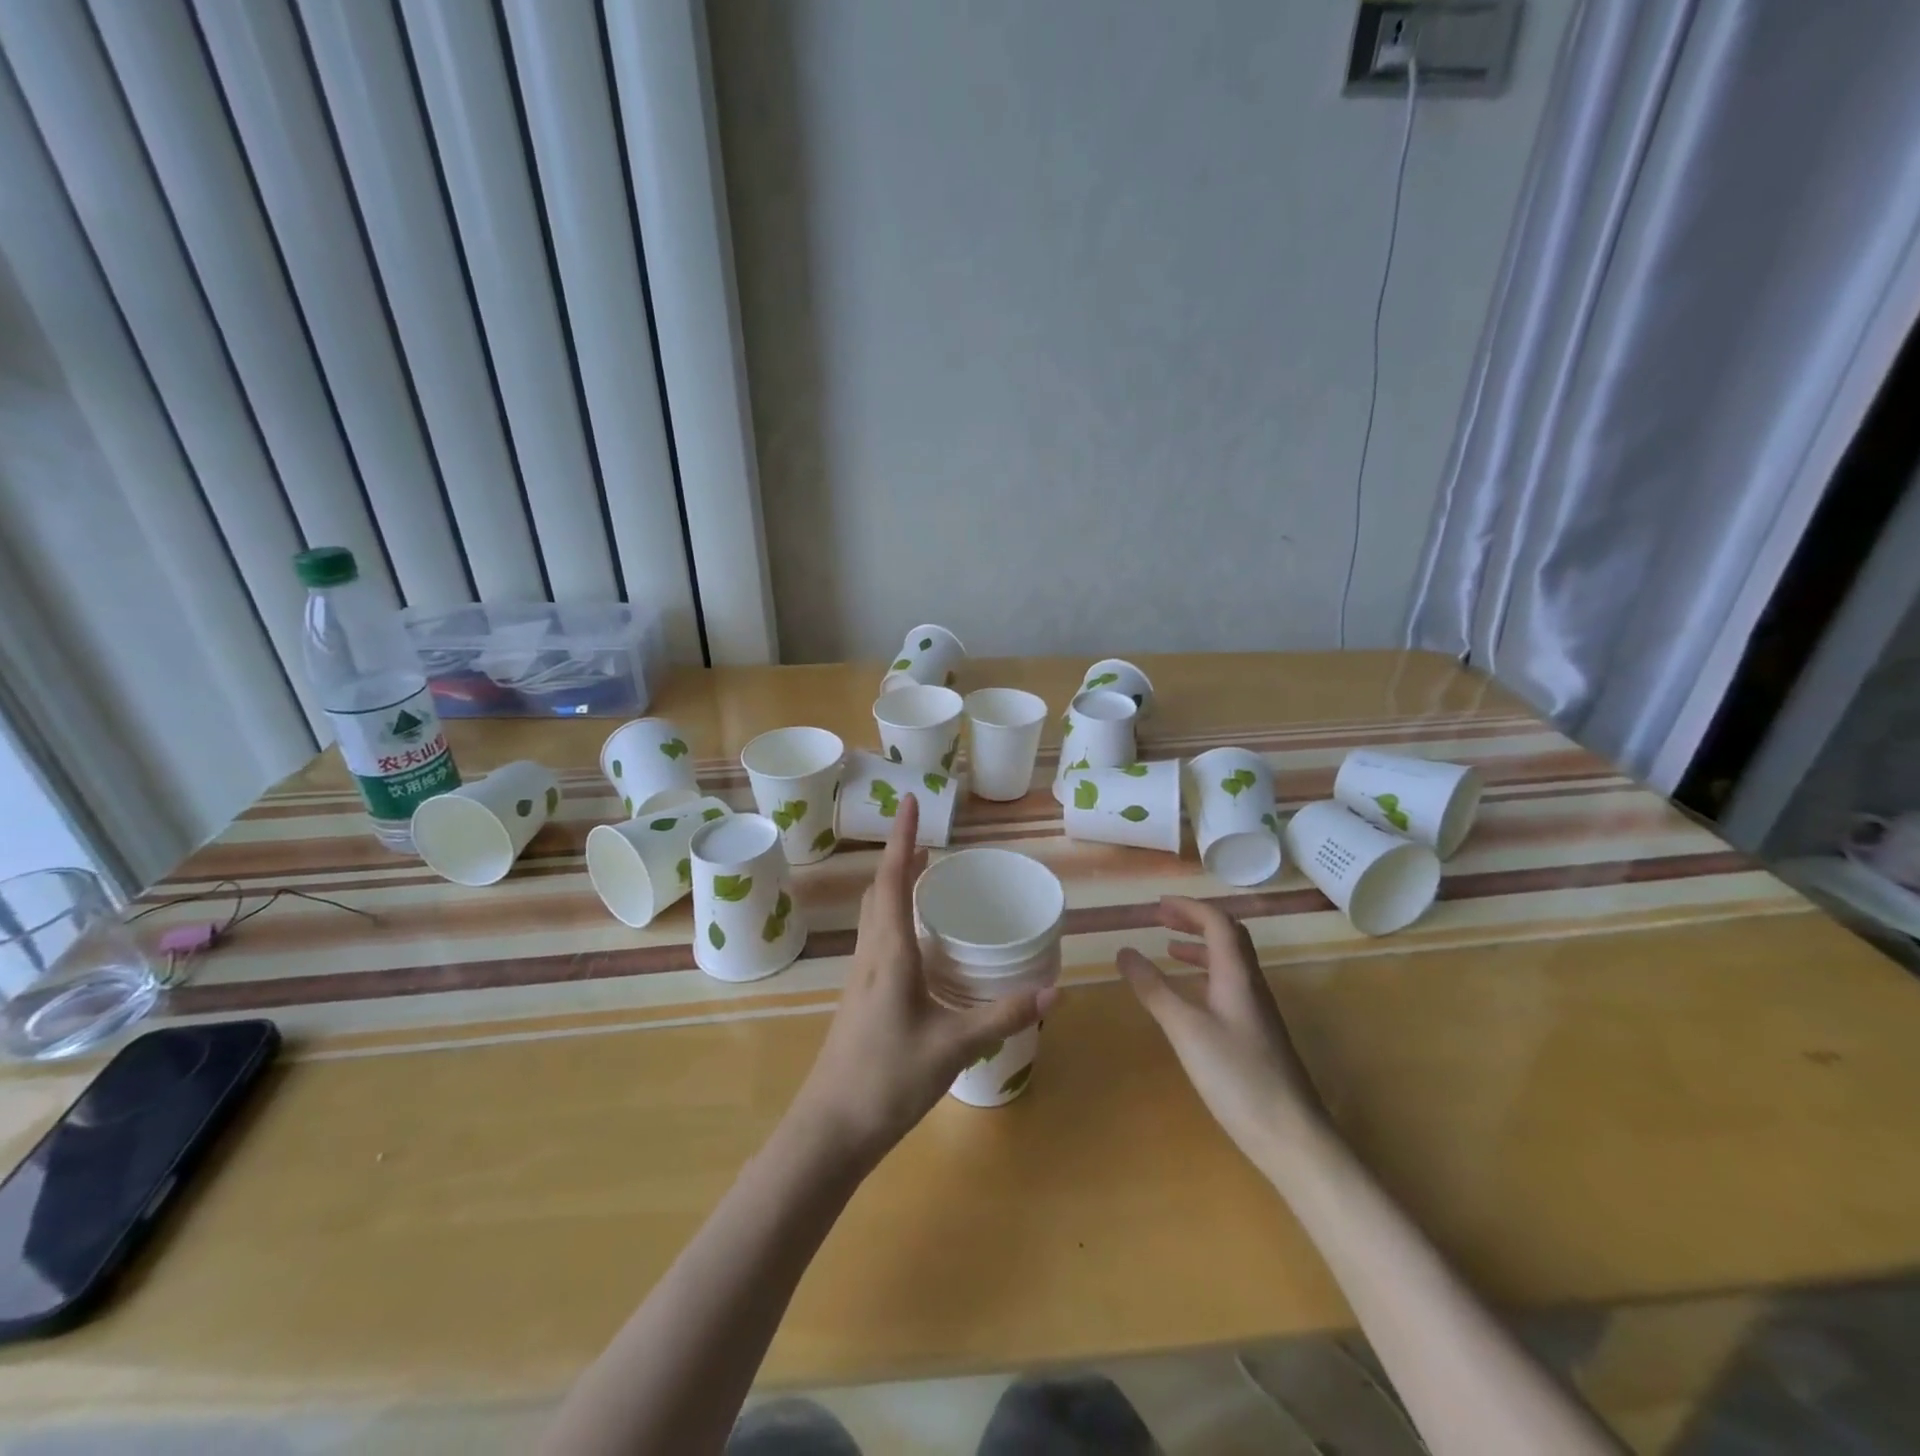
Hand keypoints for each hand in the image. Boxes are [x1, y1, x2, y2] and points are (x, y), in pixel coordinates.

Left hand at [791, 794, 1054, 1170]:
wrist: (830, 1130)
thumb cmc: (887, 1079)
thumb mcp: (953, 1047)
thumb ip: (1002, 1017)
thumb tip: (1053, 991)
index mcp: (888, 953)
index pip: (892, 880)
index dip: (901, 837)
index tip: (910, 801)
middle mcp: (870, 956)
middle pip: (879, 892)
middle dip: (900, 859)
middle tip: (929, 842)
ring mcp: (860, 978)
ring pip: (874, 916)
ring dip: (895, 887)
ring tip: (925, 879)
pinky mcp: (860, 999)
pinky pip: (877, 940)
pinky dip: (895, 919)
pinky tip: (918, 943)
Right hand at [1116, 897, 1323, 1167]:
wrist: (1291, 1136)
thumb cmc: (1237, 1076)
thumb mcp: (1185, 1029)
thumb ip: (1154, 988)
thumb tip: (1123, 951)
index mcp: (1237, 975)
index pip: (1217, 922)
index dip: (1188, 907)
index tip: (1156, 904)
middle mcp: (1251, 984)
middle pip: (1228, 936)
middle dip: (1194, 921)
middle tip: (1161, 919)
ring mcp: (1257, 1011)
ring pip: (1230, 962)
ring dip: (1200, 947)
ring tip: (1168, 950)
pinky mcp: (1256, 1034)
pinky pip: (1229, 986)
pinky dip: (1205, 976)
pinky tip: (1190, 997)